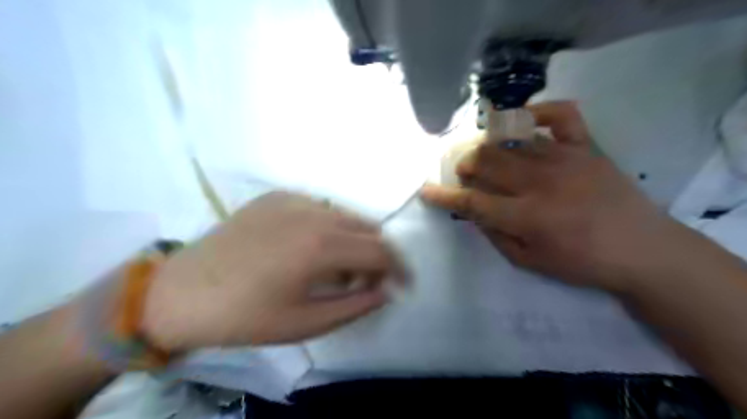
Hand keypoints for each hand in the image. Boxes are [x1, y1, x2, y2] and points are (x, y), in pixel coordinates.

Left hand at [142, 192, 406, 352]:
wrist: (181, 291)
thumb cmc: (244, 315)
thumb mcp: (305, 323)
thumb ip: (355, 306)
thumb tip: (385, 291)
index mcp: (321, 244)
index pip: (381, 250)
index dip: (400, 269)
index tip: (403, 286)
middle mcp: (314, 212)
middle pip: (368, 228)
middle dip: (377, 256)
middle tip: (366, 282)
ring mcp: (294, 199)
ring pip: (345, 216)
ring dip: (353, 241)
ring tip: (336, 269)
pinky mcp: (276, 196)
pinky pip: (320, 209)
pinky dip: (328, 228)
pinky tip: (308, 249)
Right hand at [423, 100, 684, 290]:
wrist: (643, 250)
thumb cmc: (581, 262)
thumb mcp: (529, 262)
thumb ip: (496, 235)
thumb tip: (474, 212)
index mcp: (526, 215)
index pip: (472, 201)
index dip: (444, 196)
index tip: (426, 191)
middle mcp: (540, 181)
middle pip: (487, 161)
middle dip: (466, 165)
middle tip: (465, 172)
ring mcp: (564, 158)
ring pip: (512, 140)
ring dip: (489, 145)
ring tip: (486, 153)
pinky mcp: (586, 146)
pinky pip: (560, 114)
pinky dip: (538, 111)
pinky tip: (524, 119)